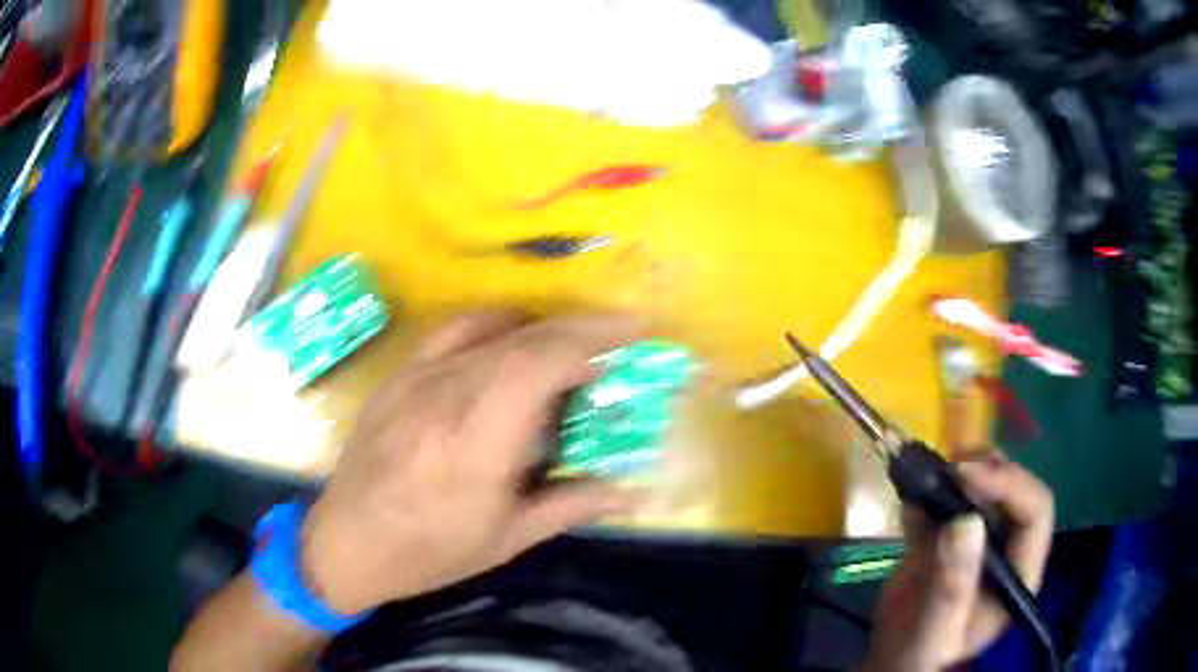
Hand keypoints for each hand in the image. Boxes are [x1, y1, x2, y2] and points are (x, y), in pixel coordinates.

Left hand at [300, 312, 642, 614]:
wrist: (346, 541)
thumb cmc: (428, 552)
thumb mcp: (506, 539)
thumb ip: (572, 504)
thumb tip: (634, 492)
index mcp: (475, 442)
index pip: (538, 365)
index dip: (592, 343)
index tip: (634, 342)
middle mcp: (446, 395)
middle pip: (525, 339)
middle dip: (584, 329)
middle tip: (626, 335)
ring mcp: (417, 377)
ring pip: (495, 328)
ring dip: (547, 326)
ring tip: (581, 341)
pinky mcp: (401, 374)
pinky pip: (457, 330)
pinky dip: (499, 324)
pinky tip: (515, 340)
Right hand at [861, 452, 1053, 671]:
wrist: (890, 662)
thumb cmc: (920, 657)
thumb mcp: (934, 632)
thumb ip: (952, 587)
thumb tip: (965, 521)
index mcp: (1018, 571)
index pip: (1035, 511)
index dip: (1009, 485)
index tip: (965, 476)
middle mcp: (1007, 548)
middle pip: (1014, 488)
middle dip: (986, 470)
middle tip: (947, 468)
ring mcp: (980, 539)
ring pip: (986, 485)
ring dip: (959, 470)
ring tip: (927, 473)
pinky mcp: (951, 536)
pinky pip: (949, 498)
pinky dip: (930, 485)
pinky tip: (909, 491)